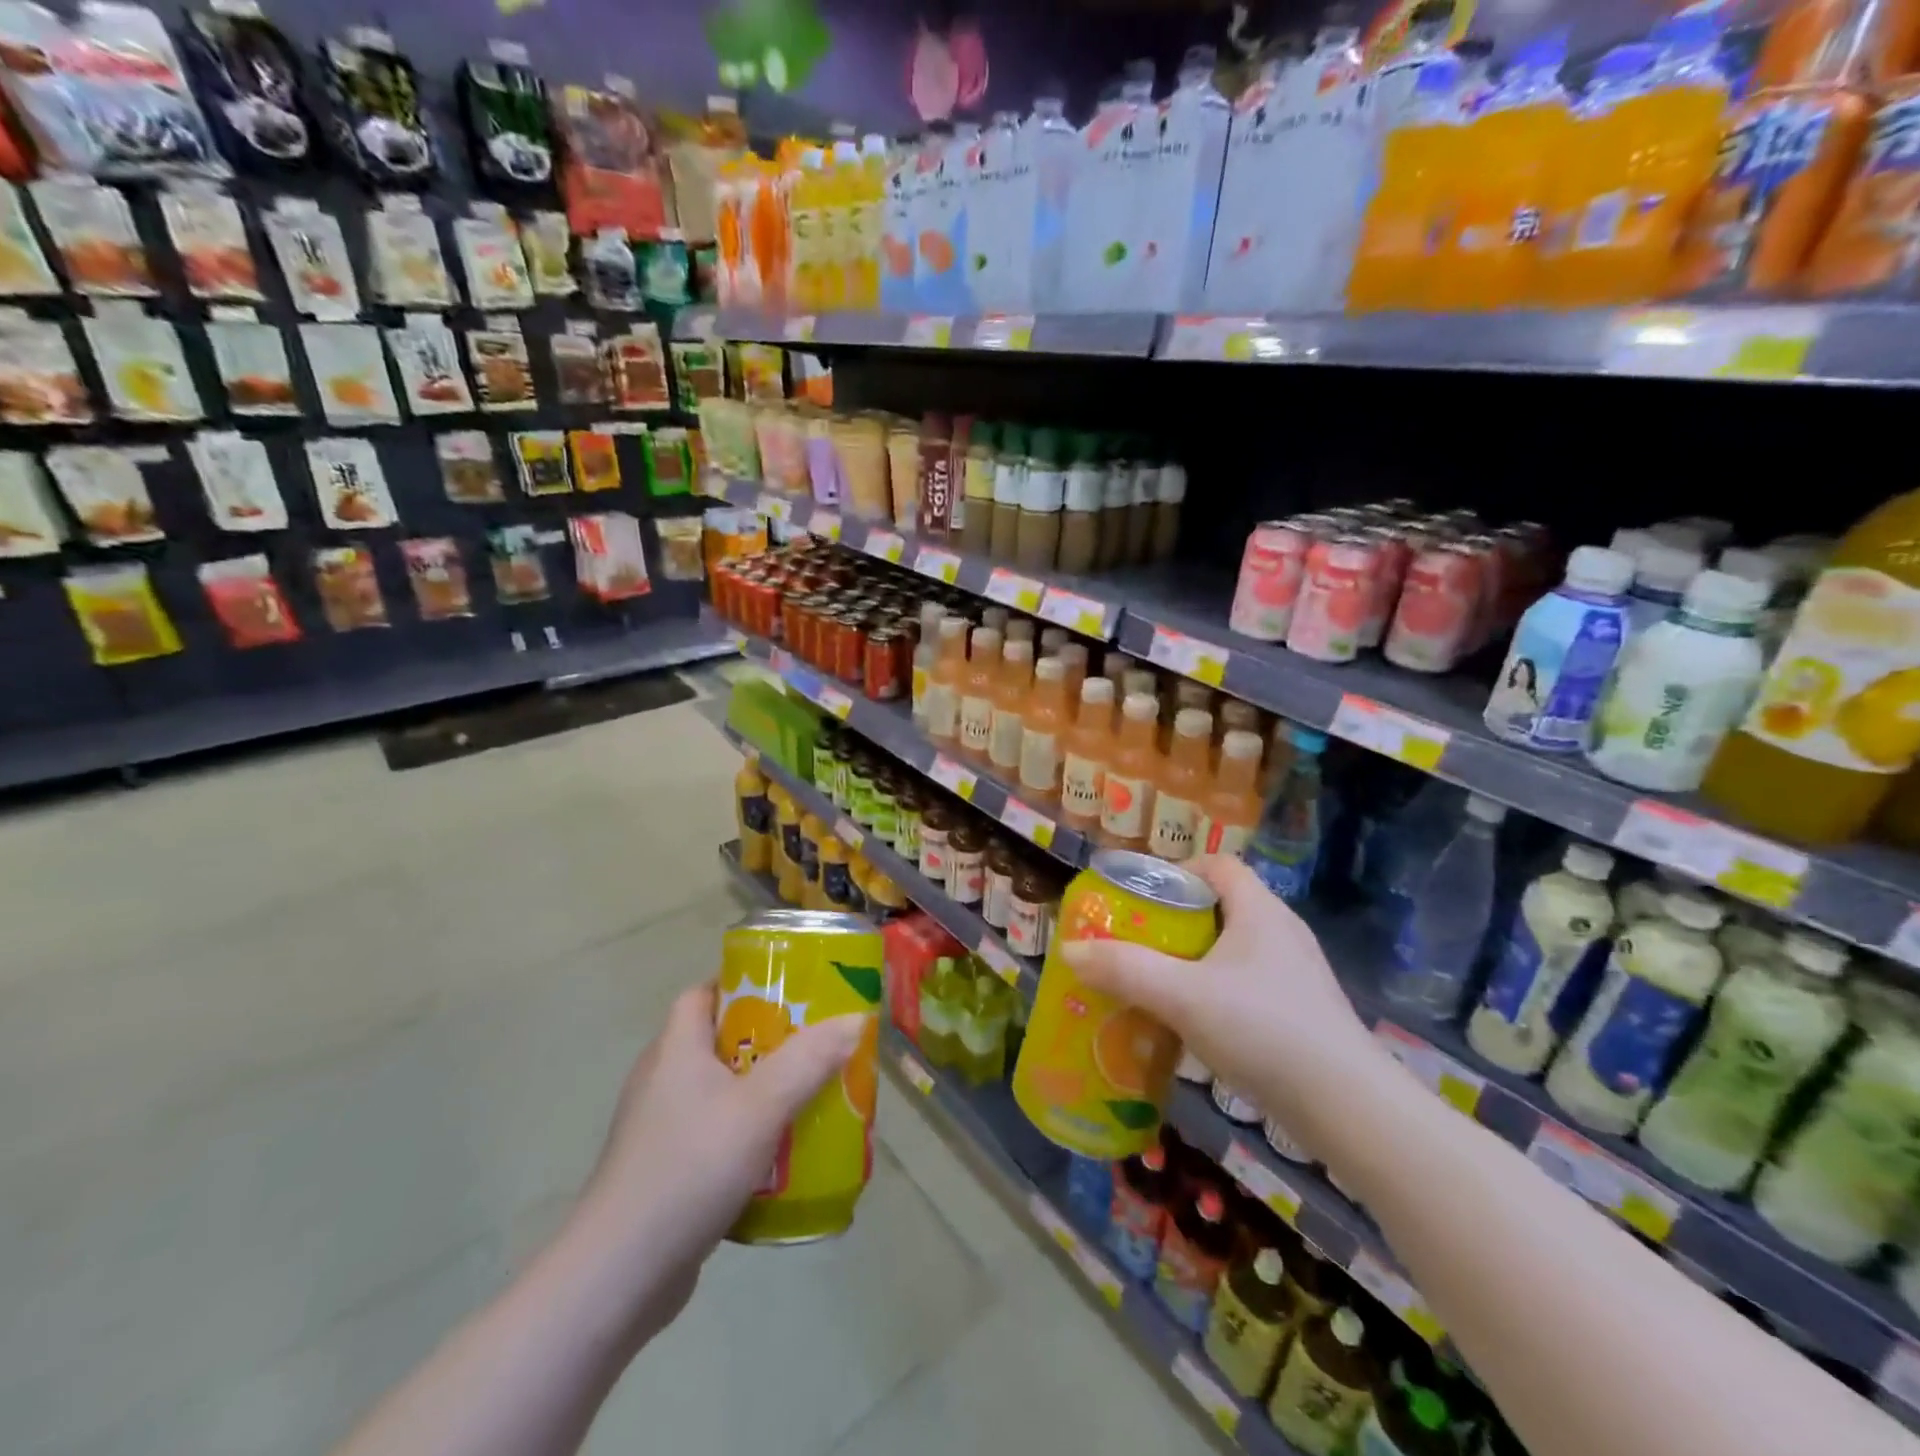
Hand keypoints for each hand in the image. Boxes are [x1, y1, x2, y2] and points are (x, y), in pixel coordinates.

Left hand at [569, 985, 867, 1340]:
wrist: (619, 1276)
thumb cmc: (690, 1167)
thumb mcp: (761, 1106)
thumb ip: (809, 1060)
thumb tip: (854, 1017)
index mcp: (675, 1048)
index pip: (703, 993)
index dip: (743, 984)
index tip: (789, 991)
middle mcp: (662, 1080)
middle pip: (718, 1041)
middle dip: (768, 1040)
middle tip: (815, 1044)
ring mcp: (658, 1129)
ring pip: (719, 1092)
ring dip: (761, 1091)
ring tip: (809, 1096)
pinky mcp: (663, 1172)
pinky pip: (713, 1135)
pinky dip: (746, 1135)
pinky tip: (780, 1156)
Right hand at [1062, 856, 1389, 1152]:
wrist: (1348, 1108)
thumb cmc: (1263, 1030)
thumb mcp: (1182, 996)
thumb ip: (1124, 970)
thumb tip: (1069, 951)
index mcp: (1260, 911)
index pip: (1218, 865)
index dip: (1177, 871)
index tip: (1141, 898)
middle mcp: (1282, 933)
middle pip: (1222, 906)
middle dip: (1176, 921)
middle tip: (1138, 943)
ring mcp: (1297, 975)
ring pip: (1234, 950)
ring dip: (1195, 961)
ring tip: (1158, 984)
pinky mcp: (1303, 1013)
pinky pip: (1249, 985)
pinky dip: (1217, 992)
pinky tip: (1196, 1025)